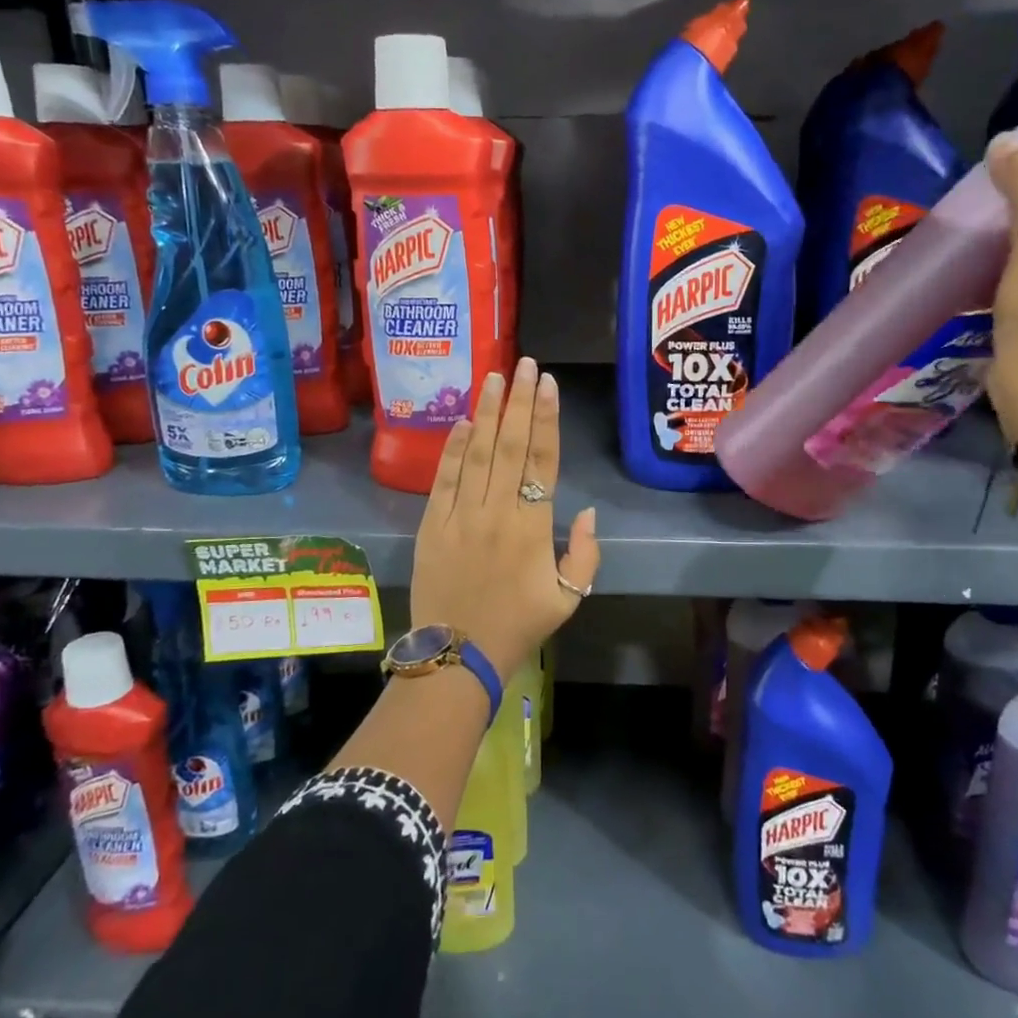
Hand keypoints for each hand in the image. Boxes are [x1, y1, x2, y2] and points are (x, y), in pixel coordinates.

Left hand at [409, 357, 599, 682]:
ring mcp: (461, 515)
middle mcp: (497, 511)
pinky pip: (444, 479)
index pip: (542, 460)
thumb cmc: (518, 626)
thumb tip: (586, 512)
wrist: (457, 654)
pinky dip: (453, 448)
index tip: (546, 384)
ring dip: (487, 412)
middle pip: (510, 445)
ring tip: (493, 377)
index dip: (546, 418)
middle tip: (523, 363)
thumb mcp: (568, 599)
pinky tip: (463, 422)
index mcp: (533, 527)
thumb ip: (585, 555)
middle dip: (518, 400)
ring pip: (477, 453)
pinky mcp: (432, 524)